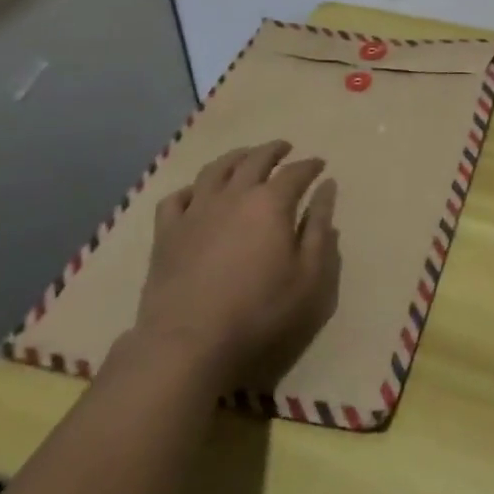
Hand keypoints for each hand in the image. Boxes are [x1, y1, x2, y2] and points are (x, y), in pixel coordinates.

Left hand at [133, 140, 339, 379]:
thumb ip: (319, 229)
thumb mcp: (308, 277)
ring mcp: (196, 211)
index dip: (310, 166)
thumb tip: (327, 188)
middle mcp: (234, 195)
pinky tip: (197, 194)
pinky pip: (176, 199)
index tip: (320, 164)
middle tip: (285, 148)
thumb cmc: (260, 313)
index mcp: (271, 203)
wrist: (188, 345)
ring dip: (235, 158)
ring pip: (215, 170)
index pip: (296, 172)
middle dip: (274, 150)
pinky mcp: (166, 234)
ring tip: (245, 158)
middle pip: (255, 159)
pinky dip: (190, 190)